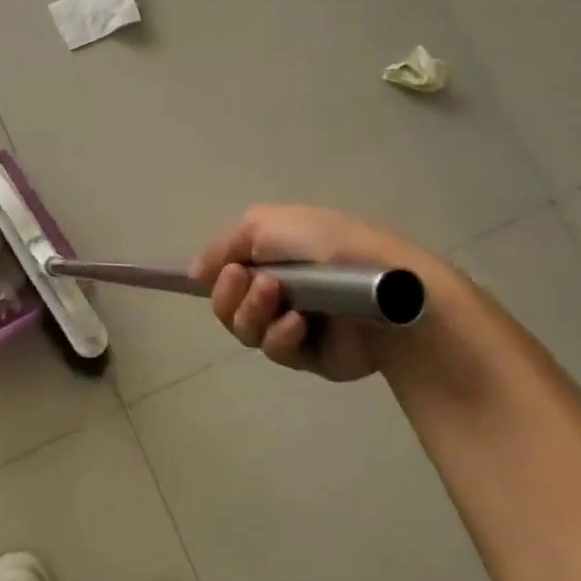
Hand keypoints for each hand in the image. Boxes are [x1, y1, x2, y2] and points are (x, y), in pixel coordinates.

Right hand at [192, 205, 449, 381]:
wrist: (386, 287)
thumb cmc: (328, 244)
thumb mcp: (266, 225)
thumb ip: (224, 246)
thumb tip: (194, 272)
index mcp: (271, 256)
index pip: (225, 271)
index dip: (215, 276)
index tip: (212, 274)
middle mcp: (278, 288)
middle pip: (227, 305)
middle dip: (230, 295)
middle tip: (246, 281)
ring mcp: (292, 323)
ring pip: (245, 330)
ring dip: (252, 313)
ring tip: (276, 298)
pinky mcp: (309, 356)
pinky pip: (276, 351)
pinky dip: (280, 336)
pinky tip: (298, 324)